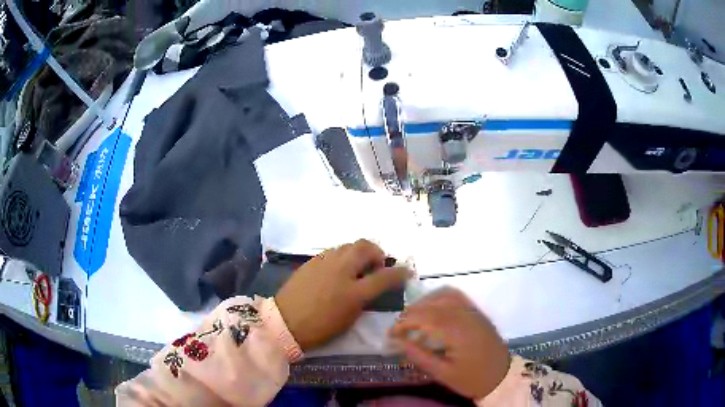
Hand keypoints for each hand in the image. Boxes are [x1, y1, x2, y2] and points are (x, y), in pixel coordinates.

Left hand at [275, 240, 410, 351]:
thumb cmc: (320, 328)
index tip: (406, 271)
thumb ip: (363, 300)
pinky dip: (343, 256)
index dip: (399, 273)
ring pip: (348, 245)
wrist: (285, 322)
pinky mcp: (312, 261)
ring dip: (359, 252)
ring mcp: (325, 263)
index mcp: (353, 292)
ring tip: (357, 266)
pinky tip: (338, 268)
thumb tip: (369, 287)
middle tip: (376, 265)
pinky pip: (333, 251)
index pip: (384, 277)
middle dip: (377, 252)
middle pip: (365, 247)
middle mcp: (341, 271)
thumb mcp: (349, 319)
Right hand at [389, 288, 510, 400]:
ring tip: (412, 318)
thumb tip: (398, 342)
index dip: (404, 323)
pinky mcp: (477, 312)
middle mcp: (466, 316)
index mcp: (458, 332)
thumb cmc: (472, 379)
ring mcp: (473, 311)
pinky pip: (456, 296)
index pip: (426, 318)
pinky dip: (439, 297)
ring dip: (424, 302)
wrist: (501, 376)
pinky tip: (432, 309)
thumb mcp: (443, 374)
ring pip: (444, 295)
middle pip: (433, 304)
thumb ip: (420, 356)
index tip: (390, 334)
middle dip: (410, 313)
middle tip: (398, 329)